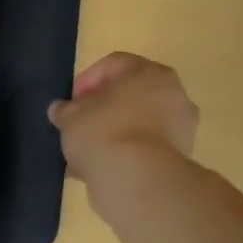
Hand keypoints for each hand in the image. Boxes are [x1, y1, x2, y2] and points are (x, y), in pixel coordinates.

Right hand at [49, 53, 198, 221]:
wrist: (136, 179)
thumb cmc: (103, 132)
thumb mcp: (70, 117)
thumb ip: (64, 109)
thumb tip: (61, 110)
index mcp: (150, 73)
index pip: (114, 64)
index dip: (86, 80)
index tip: (70, 101)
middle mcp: (173, 94)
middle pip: (130, 95)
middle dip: (102, 109)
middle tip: (79, 124)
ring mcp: (180, 127)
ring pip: (137, 124)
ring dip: (112, 134)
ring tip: (85, 153)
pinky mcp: (178, 157)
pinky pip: (143, 148)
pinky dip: (123, 155)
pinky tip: (98, 169)